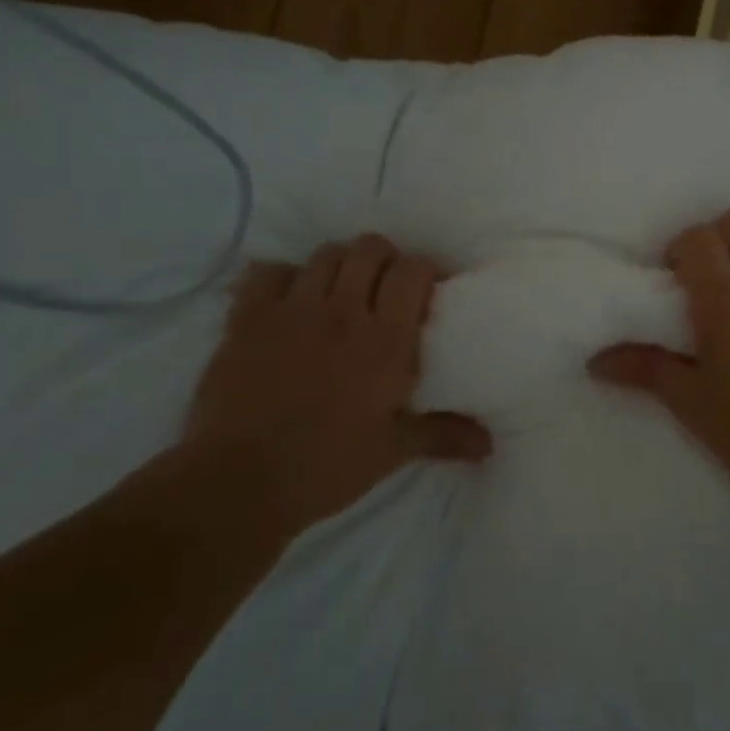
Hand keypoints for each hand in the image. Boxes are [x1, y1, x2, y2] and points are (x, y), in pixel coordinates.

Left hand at [181, 234, 490, 533]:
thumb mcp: (393, 451)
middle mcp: (343, 311)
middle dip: (384, 258)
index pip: (412, 270)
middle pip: (369, 248)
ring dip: (340, 265)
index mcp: (386, 340)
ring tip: (341, 291)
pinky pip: (268, 272)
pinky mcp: (247, 319)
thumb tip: (489, 445)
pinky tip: (289, 300)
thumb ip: (444, 435)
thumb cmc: (328, 466)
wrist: (240, 482)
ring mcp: (292, 310)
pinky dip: (284, 277)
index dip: (425, 268)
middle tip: (386, 286)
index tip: (430, 287)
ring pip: (324, 255)